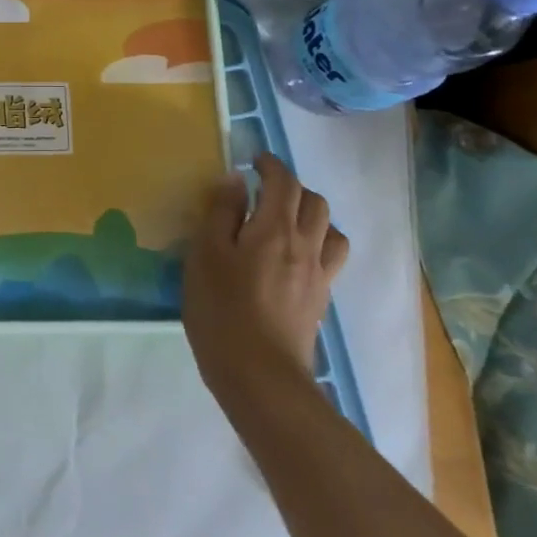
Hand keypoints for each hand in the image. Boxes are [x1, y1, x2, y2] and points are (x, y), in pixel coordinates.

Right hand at [183, 153, 348, 398]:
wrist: (260, 376)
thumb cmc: (222, 309)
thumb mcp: (205, 254)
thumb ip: (220, 213)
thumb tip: (236, 180)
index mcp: (275, 228)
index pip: (284, 182)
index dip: (271, 165)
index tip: (253, 159)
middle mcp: (306, 245)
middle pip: (315, 201)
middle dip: (292, 187)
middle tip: (264, 190)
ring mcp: (318, 275)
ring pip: (330, 229)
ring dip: (311, 214)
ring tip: (285, 221)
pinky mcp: (320, 300)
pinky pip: (331, 257)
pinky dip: (318, 243)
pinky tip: (294, 257)